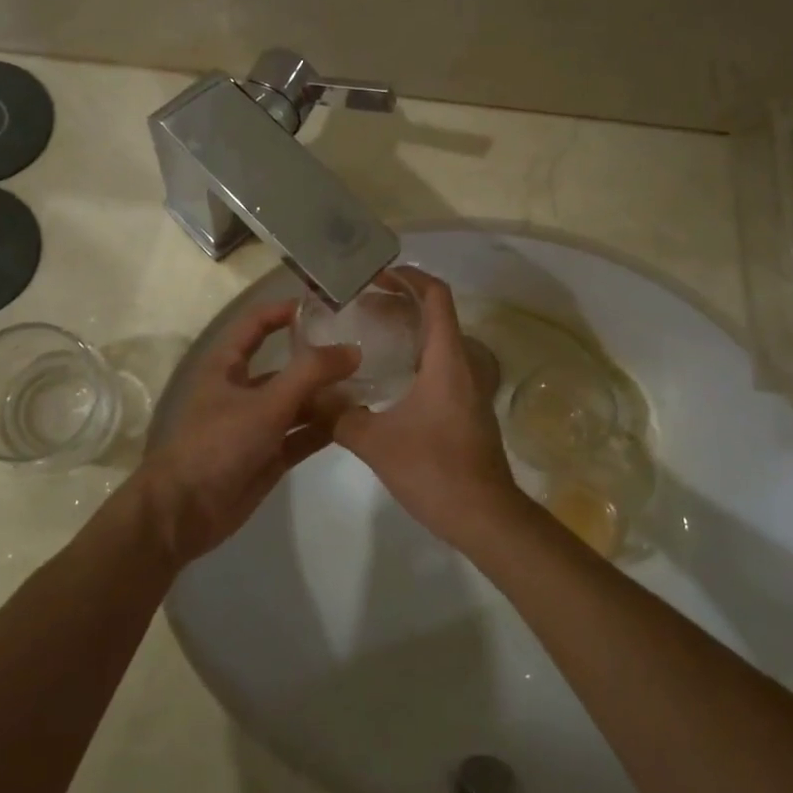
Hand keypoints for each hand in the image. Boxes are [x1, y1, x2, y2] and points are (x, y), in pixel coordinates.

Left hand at [139, 300, 356, 566]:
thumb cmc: (217, 444)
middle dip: (320, 360)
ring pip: (299, 402)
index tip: (326, 305)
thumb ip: (310, 374)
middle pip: (286, 365)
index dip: (287, 311)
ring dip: (328, 397)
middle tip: (365, 351)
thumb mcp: (265, 403)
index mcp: (227, 366)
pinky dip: (326, 428)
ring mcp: (257, 424)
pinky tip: (356, 421)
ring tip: (370, 388)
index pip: (257, 324)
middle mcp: (243, 389)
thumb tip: (353, 349)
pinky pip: (303, 435)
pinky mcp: (269, 455)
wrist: (185, 513)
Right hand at [330, 268, 529, 550]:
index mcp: (447, 360)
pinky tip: (387, 376)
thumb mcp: (376, 442)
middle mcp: (463, 365)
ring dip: (408, 330)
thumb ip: (338, 415)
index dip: (409, 277)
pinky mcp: (467, 408)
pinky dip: (415, 355)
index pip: (436, 297)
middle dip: (399, 303)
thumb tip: (306, 395)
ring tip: (368, 335)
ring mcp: (468, 388)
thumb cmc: (435, 471)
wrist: (486, 517)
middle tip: (359, 307)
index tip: (376, 275)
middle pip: (436, 316)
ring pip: (439, 342)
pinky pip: (441, 365)